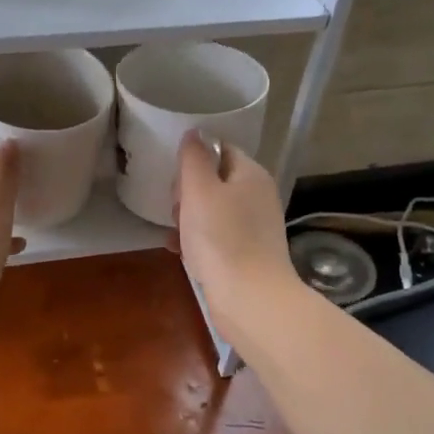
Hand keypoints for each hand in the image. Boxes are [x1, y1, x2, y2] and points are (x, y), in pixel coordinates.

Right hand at [171, 132, 297, 333]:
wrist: (250, 300)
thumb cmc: (221, 239)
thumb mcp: (199, 190)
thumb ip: (194, 158)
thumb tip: (194, 133)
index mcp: (251, 174)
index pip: (221, 149)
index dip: (194, 159)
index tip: (176, 179)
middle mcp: (257, 197)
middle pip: (215, 180)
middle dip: (188, 192)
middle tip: (176, 209)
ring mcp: (254, 227)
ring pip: (212, 210)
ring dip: (188, 218)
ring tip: (176, 233)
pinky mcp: (247, 254)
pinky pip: (216, 236)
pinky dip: (197, 240)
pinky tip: (179, 251)